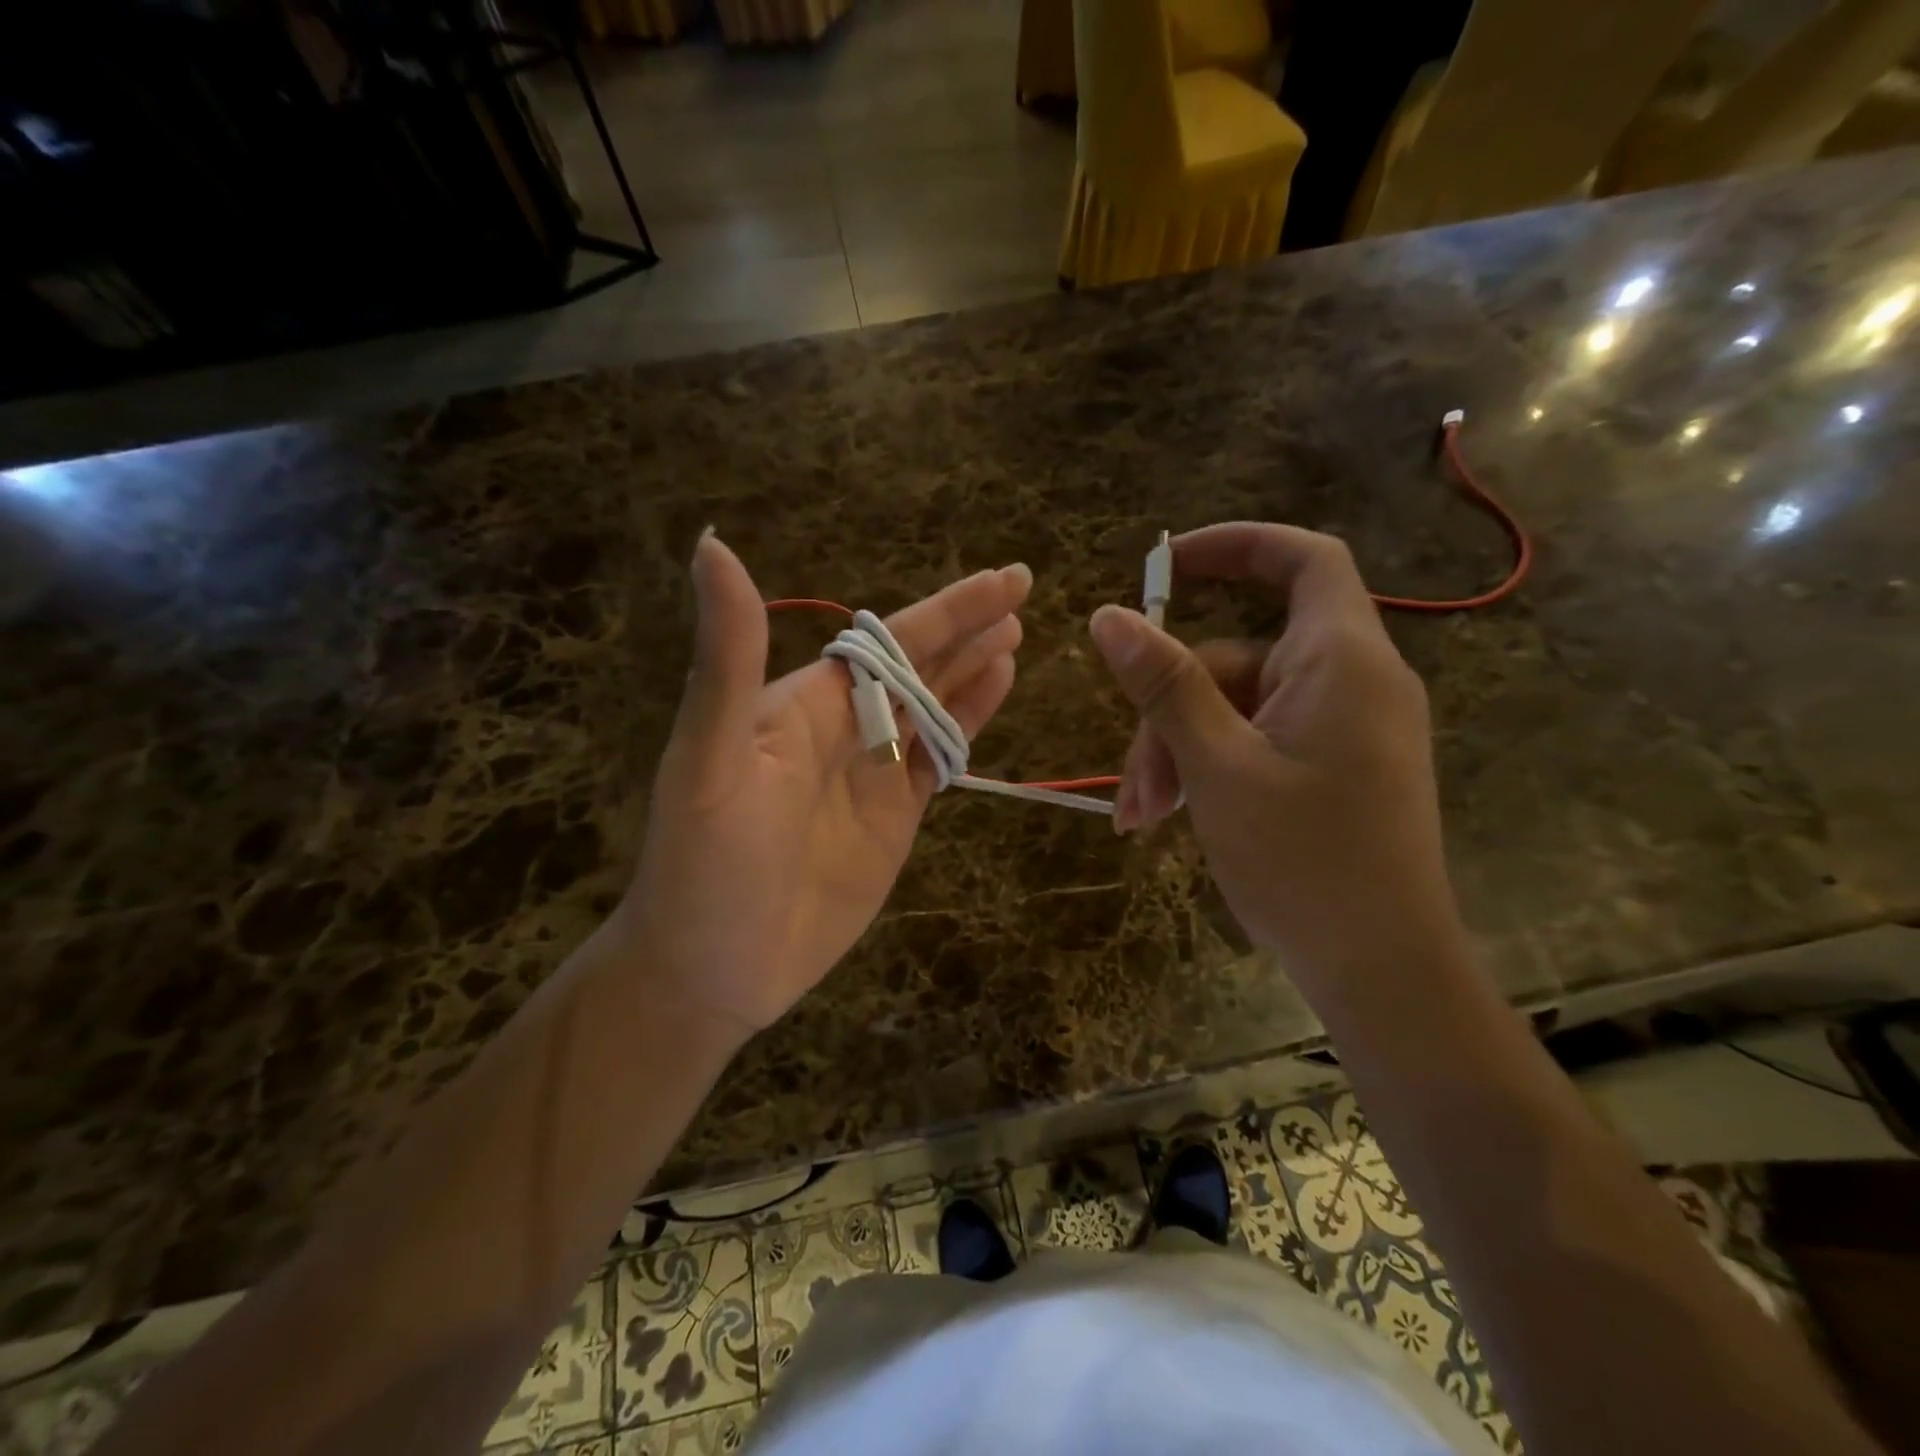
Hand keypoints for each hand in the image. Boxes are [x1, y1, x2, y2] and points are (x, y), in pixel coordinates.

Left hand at [620, 531, 1029, 1039]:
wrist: (711, 971)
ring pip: (933, 707)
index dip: (947, 610)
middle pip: (918, 665)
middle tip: (1022, 590)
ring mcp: (871, 774)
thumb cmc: (704, 865)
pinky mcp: (893, 818)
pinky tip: (995, 693)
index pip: (887, 641)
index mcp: (804, 704)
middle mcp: (843, 728)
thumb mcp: (711, 757)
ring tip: (1015, 635)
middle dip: (968, 628)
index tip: (1004, 580)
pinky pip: (938, 760)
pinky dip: (968, 724)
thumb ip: (728, 658)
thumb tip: (711, 544)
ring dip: (972, 669)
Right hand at [1087, 523, 1464, 994]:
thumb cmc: (1303, 860)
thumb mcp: (1216, 765)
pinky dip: (1213, 769)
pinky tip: (1174, 818)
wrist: (1382, 970)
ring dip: (1181, 752)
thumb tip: (1109, 616)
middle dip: (1173, 708)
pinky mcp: (1335, 768)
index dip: (1236, 546)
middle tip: (1133, 780)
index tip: (1165, 566)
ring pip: (1238, 709)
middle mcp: (1352, 682)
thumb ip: (1164, 684)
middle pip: (1240, 657)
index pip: (1304, 560)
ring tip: (1143, 817)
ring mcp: (1345, 728)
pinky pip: (1260, 741)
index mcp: (1341, 661)